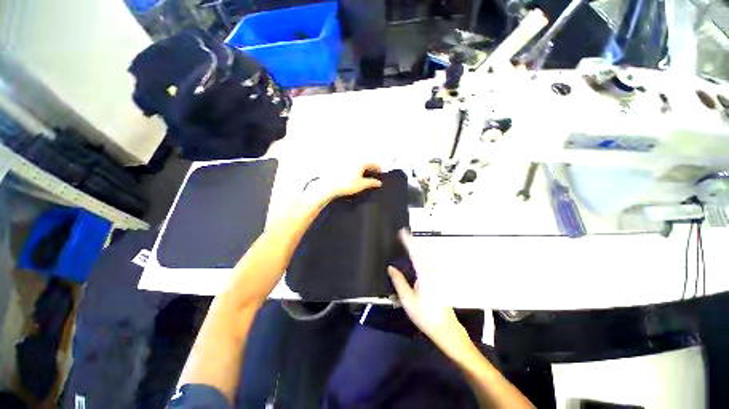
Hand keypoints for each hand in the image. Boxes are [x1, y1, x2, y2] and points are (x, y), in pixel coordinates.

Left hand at [306, 162, 382, 203]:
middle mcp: (354, 158)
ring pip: (358, 161)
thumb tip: (378, 182)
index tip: (380, 172)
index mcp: (361, 162)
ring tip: (364, 174)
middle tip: (373, 173)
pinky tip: (354, 174)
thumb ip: (371, 182)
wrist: (329, 186)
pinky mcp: (339, 163)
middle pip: (366, 161)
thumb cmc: (345, 185)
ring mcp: (346, 160)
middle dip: (371, 166)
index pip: (373, 163)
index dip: (378, 168)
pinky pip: (351, 163)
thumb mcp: (361, 185)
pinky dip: (355, 167)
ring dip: (363, 166)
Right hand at [388, 230, 472, 357]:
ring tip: (409, 242)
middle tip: (404, 234)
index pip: (415, 252)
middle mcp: (432, 271)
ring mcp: (436, 275)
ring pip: (426, 256)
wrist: (445, 329)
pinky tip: (417, 257)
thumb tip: (391, 268)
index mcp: (424, 274)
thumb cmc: (425, 315)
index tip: (402, 231)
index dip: (408, 241)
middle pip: (422, 251)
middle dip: (413, 241)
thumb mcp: (407, 299)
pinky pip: (427, 262)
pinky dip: (421, 255)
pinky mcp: (437, 279)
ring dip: (417, 247)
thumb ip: (398, 281)